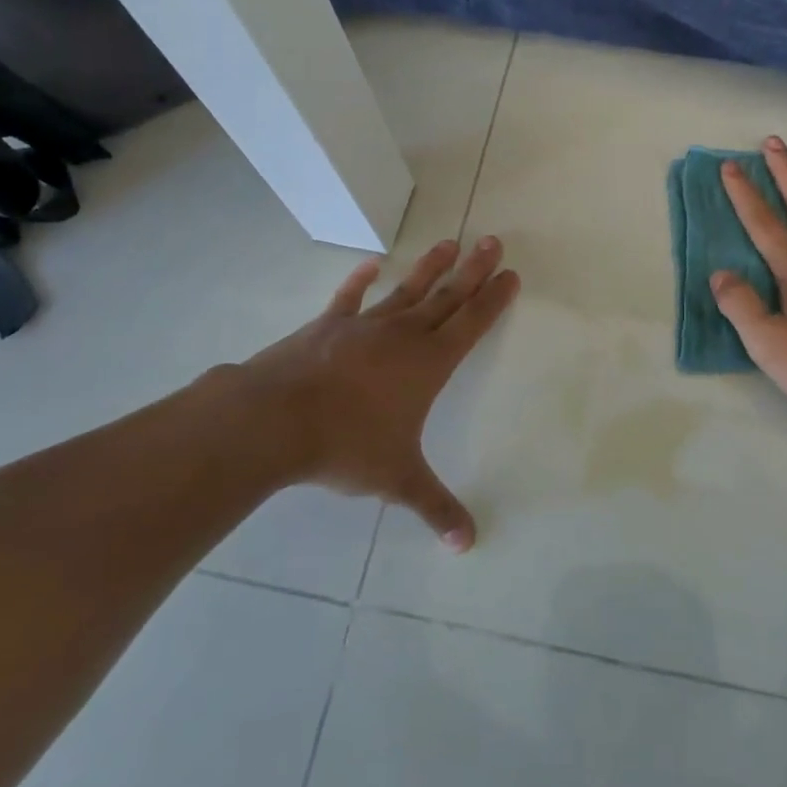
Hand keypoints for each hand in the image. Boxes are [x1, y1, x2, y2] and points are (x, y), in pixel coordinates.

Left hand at [191, 236, 518, 550]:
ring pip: (407, 290)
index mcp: (428, 364)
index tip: (510, 274)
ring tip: (449, 242)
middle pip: (447, 296)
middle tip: (492, 241)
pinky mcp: (328, 326)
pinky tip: (372, 264)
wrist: (276, 420)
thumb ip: (435, 506)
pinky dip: (361, 281)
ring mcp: (364, 326)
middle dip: (473, 270)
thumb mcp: (397, 479)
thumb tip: (467, 545)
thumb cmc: (346, 445)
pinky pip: (350, 298)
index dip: (493, 299)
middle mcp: (403, 336)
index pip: (471, 324)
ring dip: (430, 268)